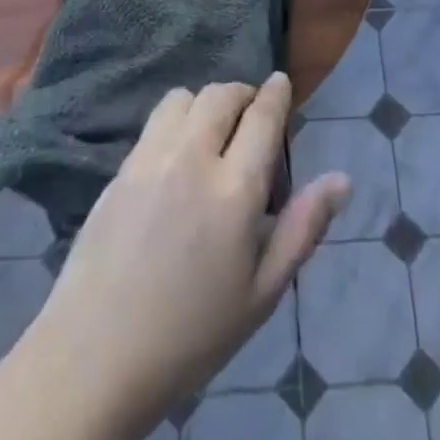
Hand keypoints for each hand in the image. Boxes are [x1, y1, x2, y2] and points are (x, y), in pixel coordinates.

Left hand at [23, 76, 348, 439]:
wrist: (96, 356)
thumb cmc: (192, 336)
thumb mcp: (261, 293)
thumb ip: (303, 228)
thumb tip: (342, 181)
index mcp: (235, 191)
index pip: (261, 117)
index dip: (275, 94)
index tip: (281, 83)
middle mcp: (193, 159)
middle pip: (222, 95)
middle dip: (243, 94)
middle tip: (252, 114)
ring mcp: (151, 158)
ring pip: (184, 98)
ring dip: (206, 102)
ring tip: (213, 131)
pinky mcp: (121, 168)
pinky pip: (155, 121)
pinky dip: (176, 119)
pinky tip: (178, 153)